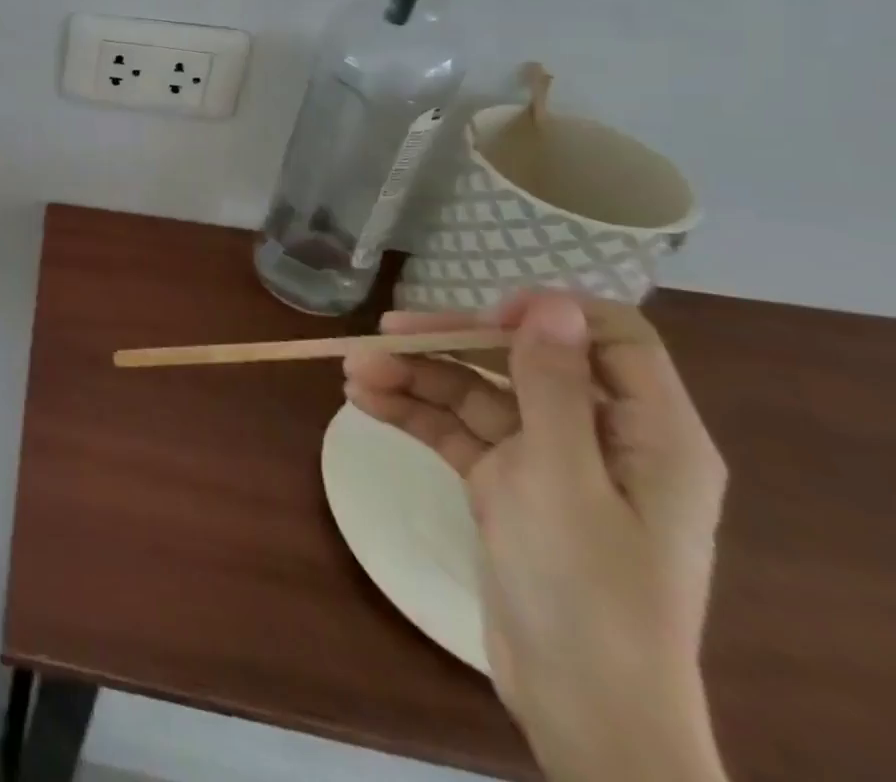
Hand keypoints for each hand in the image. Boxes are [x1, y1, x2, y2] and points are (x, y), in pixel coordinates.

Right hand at [344, 291, 728, 781]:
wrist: (576, 701)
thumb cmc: (586, 586)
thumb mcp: (562, 477)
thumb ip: (552, 386)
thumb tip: (549, 301)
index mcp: (649, 434)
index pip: (611, 339)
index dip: (549, 316)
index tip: (484, 317)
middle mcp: (600, 437)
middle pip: (521, 361)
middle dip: (449, 345)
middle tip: (379, 335)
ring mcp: (549, 462)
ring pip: (477, 394)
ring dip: (416, 378)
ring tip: (352, 372)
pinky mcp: (507, 485)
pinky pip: (457, 431)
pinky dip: (414, 412)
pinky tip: (365, 401)